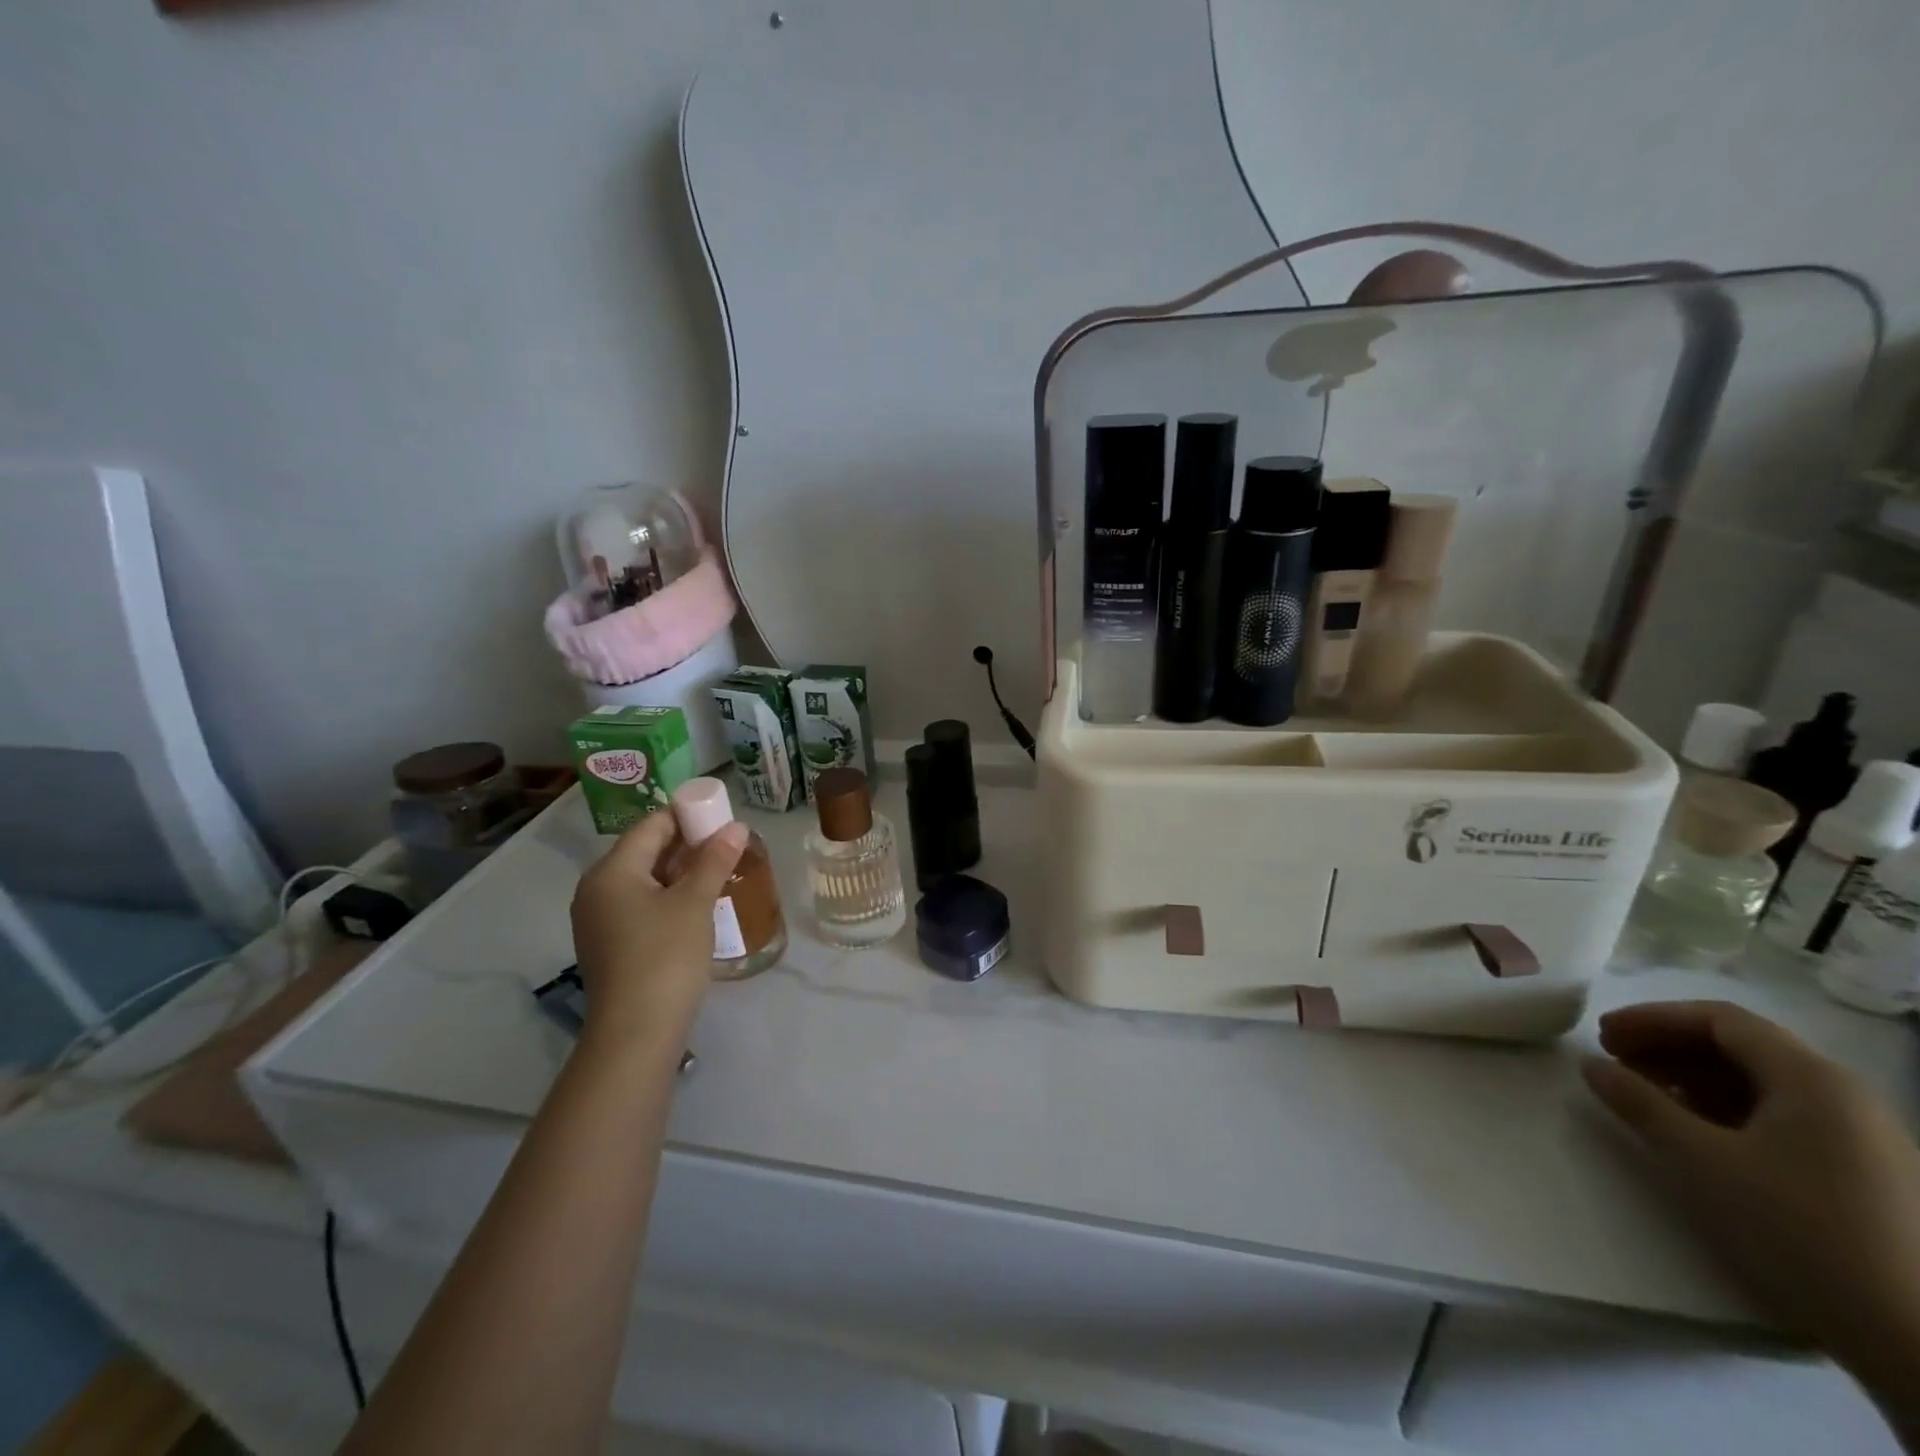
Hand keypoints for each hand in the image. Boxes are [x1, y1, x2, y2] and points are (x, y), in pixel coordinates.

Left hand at [569, 811, 747, 1051]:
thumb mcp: (695, 902)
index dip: (688, 815)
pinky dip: (667, 896)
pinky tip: (696, 904)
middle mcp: (596, 889)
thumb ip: (714, 860)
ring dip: (680, 872)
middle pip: (645, 851)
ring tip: (718, 871)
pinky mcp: (608, 944)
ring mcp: (598, 919)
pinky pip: (639, 904)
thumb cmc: (665, 956)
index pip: (651, 825)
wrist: (636, 1032)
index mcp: (611, 870)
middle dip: (687, 844)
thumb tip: (736, 827)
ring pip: (644, 879)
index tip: (722, 815)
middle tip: (727, 844)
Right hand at [1583, 1001, 1919, 1369]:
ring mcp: (1863, 1136)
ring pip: (1761, 1082)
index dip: (1651, 1019)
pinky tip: (1699, 1134)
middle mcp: (1844, 1094)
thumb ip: (1639, 1103)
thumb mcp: (1700, 1160)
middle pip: (1740, 1046)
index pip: (1717, 1019)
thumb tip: (1591, 1064)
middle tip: (1614, 1062)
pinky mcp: (1867, 1172)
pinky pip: (1784, 1115)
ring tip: (1646, 1098)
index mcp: (1811, 1078)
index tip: (1601, 1036)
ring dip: (1693, 1078)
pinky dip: (1728, 1109)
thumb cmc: (1800, 1229)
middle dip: (1668, 1047)